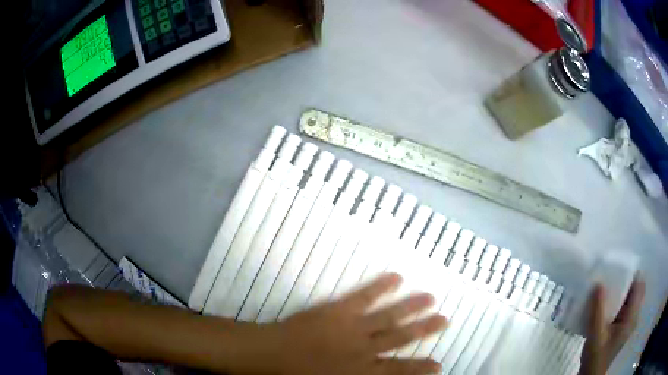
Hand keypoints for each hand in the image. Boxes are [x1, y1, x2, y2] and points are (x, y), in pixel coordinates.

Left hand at [259, 273, 447, 374]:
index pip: (398, 371)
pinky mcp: (338, 311)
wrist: (271, 356)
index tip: (439, 365)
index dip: (420, 368)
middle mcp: (364, 350)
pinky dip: (381, 287)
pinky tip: (397, 278)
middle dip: (424, 330)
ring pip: (389, 317)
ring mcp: (353, 329)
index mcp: (361, 372)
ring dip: (411, 308)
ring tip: (430, 298)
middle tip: (444, 319)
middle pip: (401, 339)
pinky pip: (364, 297)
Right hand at [580, 277, 644, 374]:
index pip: (639, 286)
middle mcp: (633, 317)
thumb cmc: (596, 357)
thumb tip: (598, 283)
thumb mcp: (596, 335)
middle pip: (634, 290)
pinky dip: (616, 302)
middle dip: (625, 281)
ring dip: (620, 292)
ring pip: (628, 299)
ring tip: (606, 288)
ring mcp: (627, 323)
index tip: (620, 267)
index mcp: (632, 316)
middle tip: (611, 276)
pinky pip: (622, 308)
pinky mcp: (620, 329)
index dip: (632, 274)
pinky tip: (604, 305)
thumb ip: (598, 310)